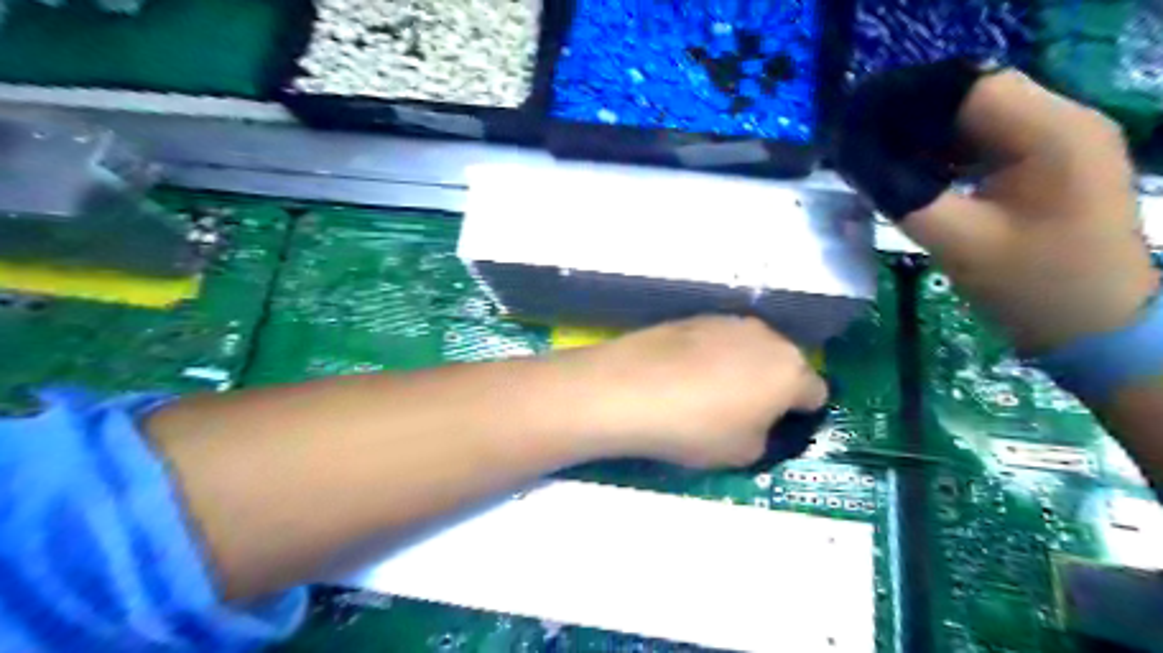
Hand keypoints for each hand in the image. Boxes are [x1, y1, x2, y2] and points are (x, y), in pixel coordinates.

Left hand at [562, 316, 826, 467]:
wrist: (630, 388)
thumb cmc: (697, 428)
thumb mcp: (744, 453)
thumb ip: (766, 436)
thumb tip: (759, 421)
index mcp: (791, 371)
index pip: (816, 393)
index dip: (800, 414)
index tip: (777, 429)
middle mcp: (767, 336)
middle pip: (783, 364)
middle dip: (772, 386)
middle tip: (744, 412)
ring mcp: (728, 321)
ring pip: (750, 348)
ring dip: (742, 367)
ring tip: (708, 392)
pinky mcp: (694, 317)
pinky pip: (717, 341)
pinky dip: (711, 356)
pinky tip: (683, 375)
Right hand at [841, 64, 1158, 355]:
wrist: (1095, 328)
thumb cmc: (1031, 287)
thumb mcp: (957, 242)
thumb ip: (903, 196)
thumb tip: (855, 162)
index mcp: (1053, 135)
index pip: (968, 90)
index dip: (908, 104)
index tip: (859, 129)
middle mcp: (1067, 122)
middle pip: (975, 98)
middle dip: (914, 120)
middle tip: (863, 146)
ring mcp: (1064, 141)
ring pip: (980, 117)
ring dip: (930, 136)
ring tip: (882, 159)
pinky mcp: (1054, 162)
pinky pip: (991, 140)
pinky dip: (950, 152)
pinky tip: (919, 173)